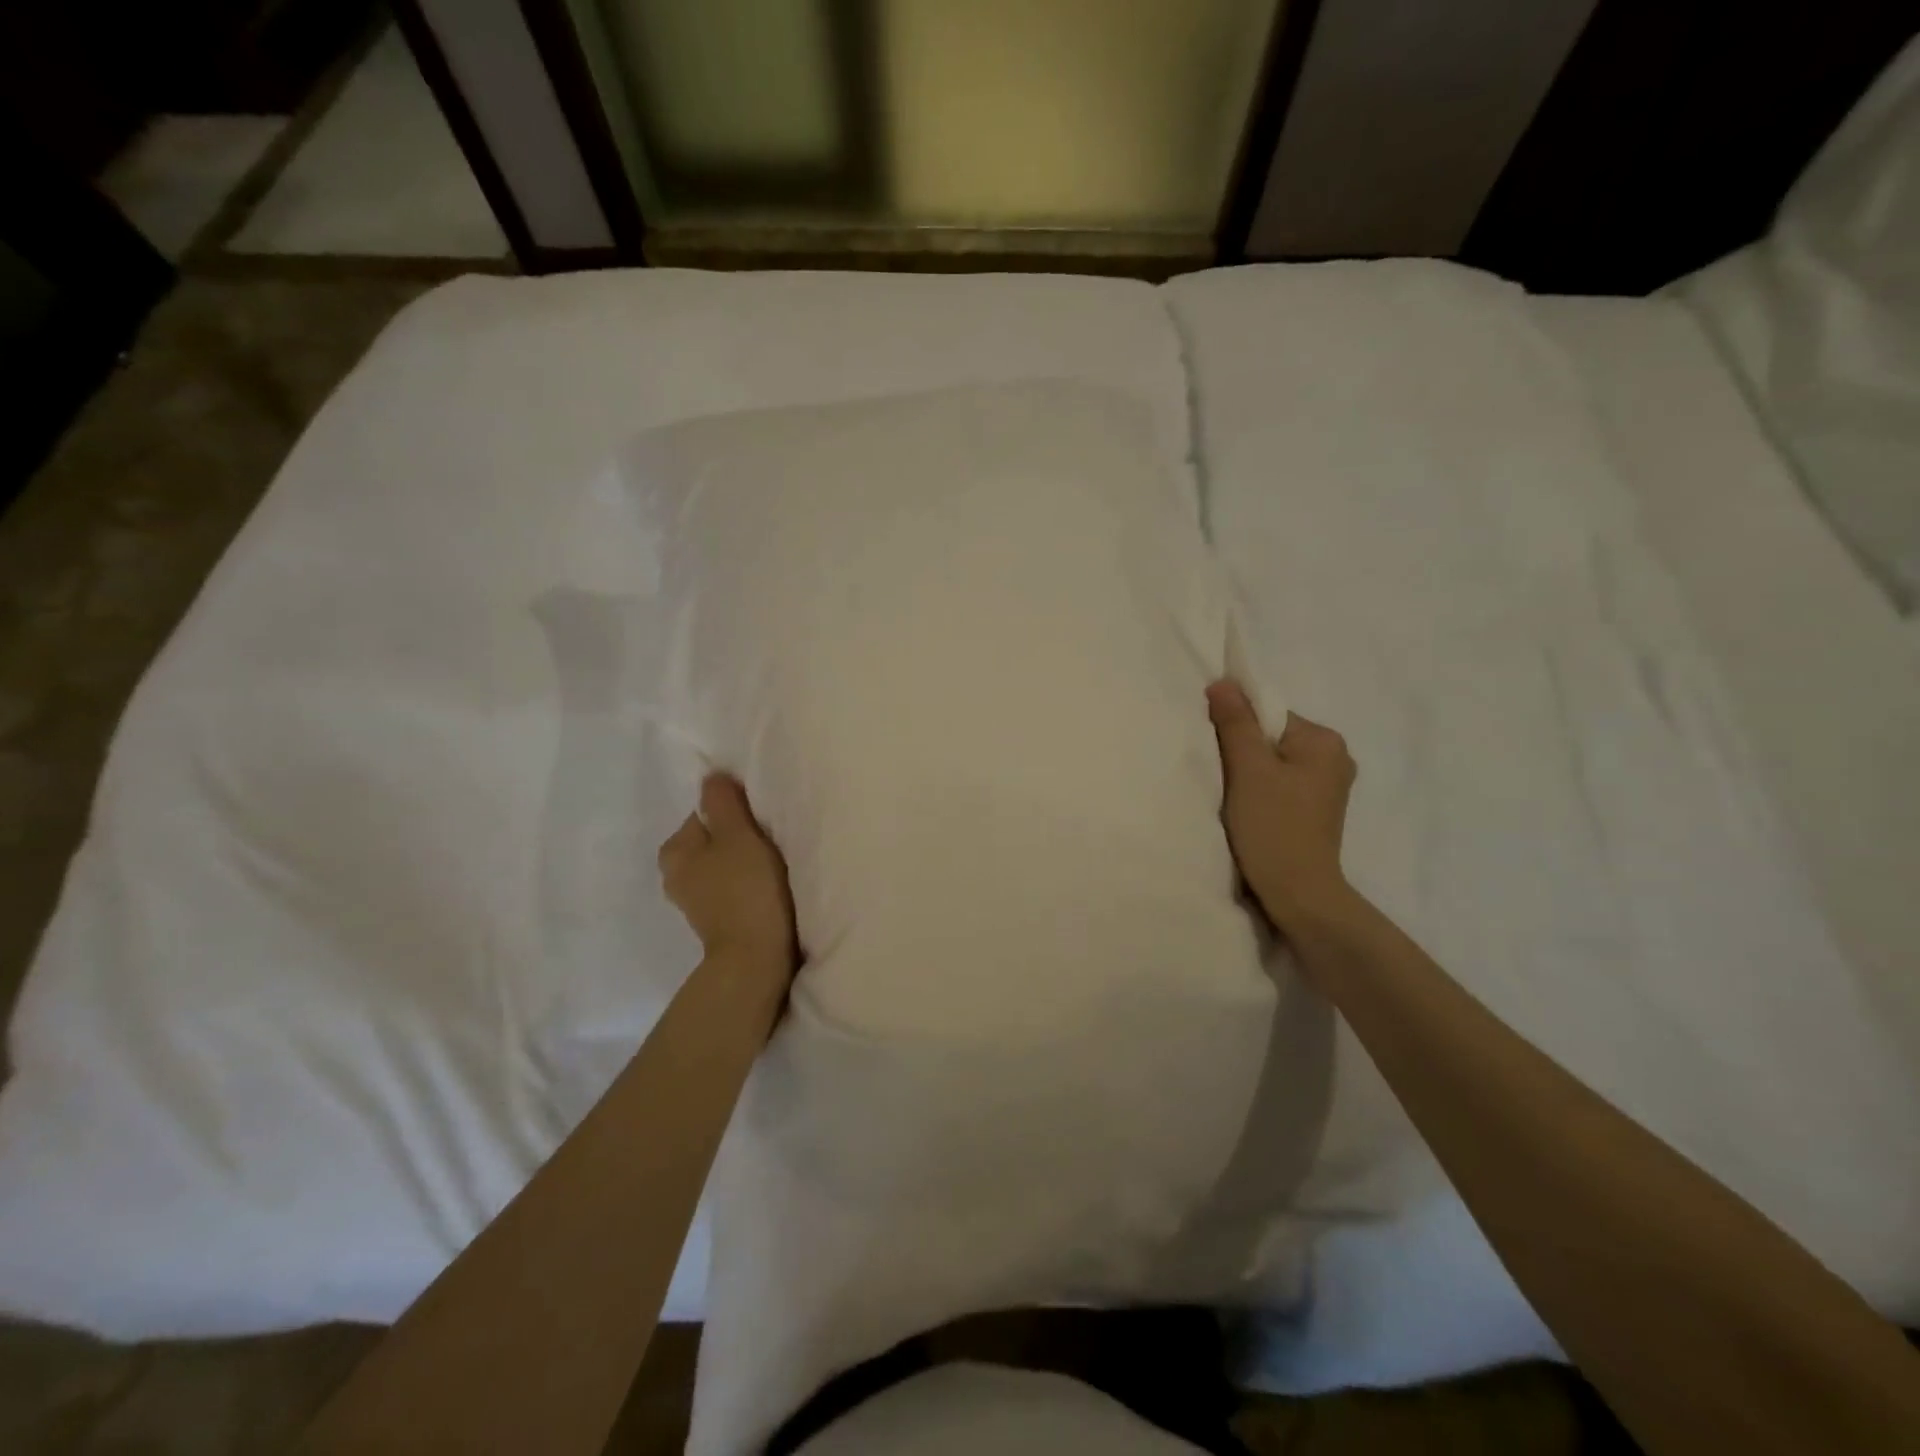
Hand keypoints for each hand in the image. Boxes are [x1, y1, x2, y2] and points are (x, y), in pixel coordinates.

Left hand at [658, 774, 798, 977]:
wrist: (755, 958)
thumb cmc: (746, 889)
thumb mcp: (737, 835)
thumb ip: (723, 802)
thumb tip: (712, 776)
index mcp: (674, 850)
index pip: (705, 813)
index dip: (735, 813)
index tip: (760, 823)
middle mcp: (675, 874)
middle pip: (714, 839)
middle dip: (738, 838)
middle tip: (769, 843)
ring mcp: (695, 901)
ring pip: (724, 863)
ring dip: (745, 861)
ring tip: (772, 867)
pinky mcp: (716, 920)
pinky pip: (732, 887)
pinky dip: (747, 885)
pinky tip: (767, 890)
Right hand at [1207, 679, 1358, 935]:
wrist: (1299, 895)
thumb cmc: (1274, 828)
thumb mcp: (1248, 770)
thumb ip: (1235, 724)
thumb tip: (1223, 683)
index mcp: (1324, 741)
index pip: (1268, 714)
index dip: (1236, 728)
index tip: (1216, 753)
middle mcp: (1334, 757)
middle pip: (1271, 737)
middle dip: (1242, 752)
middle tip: (1222, 777)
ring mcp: (1327, 786)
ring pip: (1273, 762)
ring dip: (1248, 774)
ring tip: (1233, 797)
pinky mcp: (1314, 810)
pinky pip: (1279, 784)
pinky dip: (1259, 791)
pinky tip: (1248, 810)